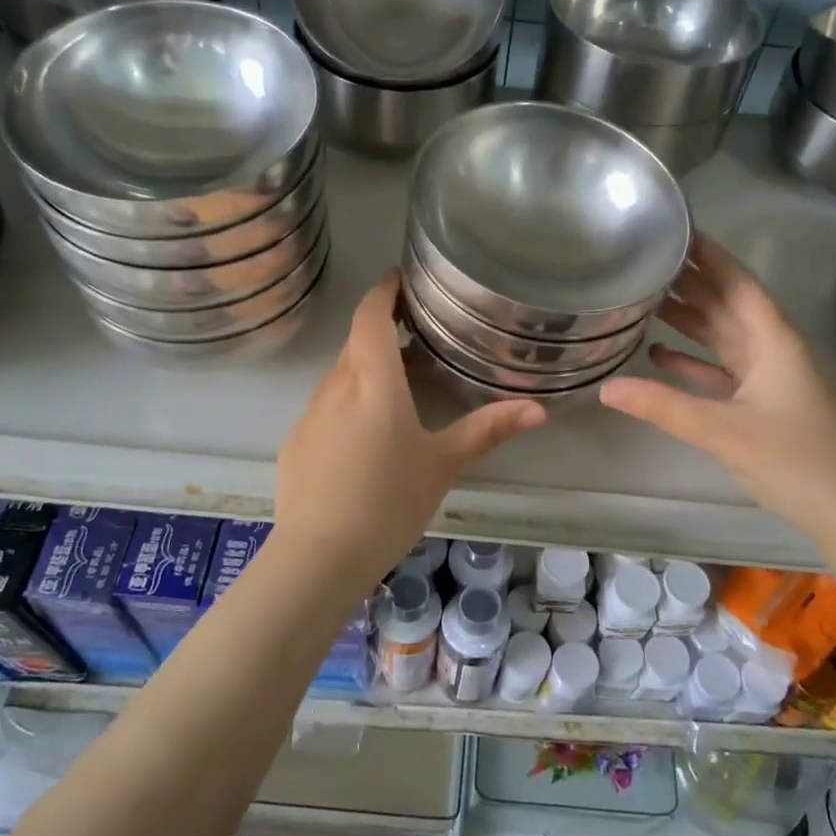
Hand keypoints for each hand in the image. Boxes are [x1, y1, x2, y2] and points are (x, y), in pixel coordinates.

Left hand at [274, 272, 544, 589]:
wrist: (318, 557)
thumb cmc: (389, 502)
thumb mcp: (443, 464)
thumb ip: (488, 430)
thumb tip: (539, 408)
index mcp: (373, 381)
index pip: (370, 316)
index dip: (384, 291)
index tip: (401, 278)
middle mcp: (335, 387)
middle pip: (357, 344)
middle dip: (383, 330)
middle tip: (417, 334)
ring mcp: (309, 416)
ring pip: (340, 377)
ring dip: (367, 370)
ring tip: (399, 387)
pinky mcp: (296, 443)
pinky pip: (325, 409)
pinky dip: (348, 404)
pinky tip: (365, 439)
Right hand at [599, 233, 835, 534]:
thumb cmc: (796, 460)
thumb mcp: (723, 431)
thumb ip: (662, 406)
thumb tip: (604, 388)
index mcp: (773, 339)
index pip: (736, 282)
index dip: (706, 254)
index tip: (673, 229)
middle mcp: (772, 348)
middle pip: (727, 303)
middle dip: (690, 281)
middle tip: (644, 259)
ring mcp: (769, 376)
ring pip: (723, 335)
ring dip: (689, 317)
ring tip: (644, 297)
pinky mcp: (763, 402)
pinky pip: (722, 369)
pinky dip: (694, 360)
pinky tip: (660, 353)